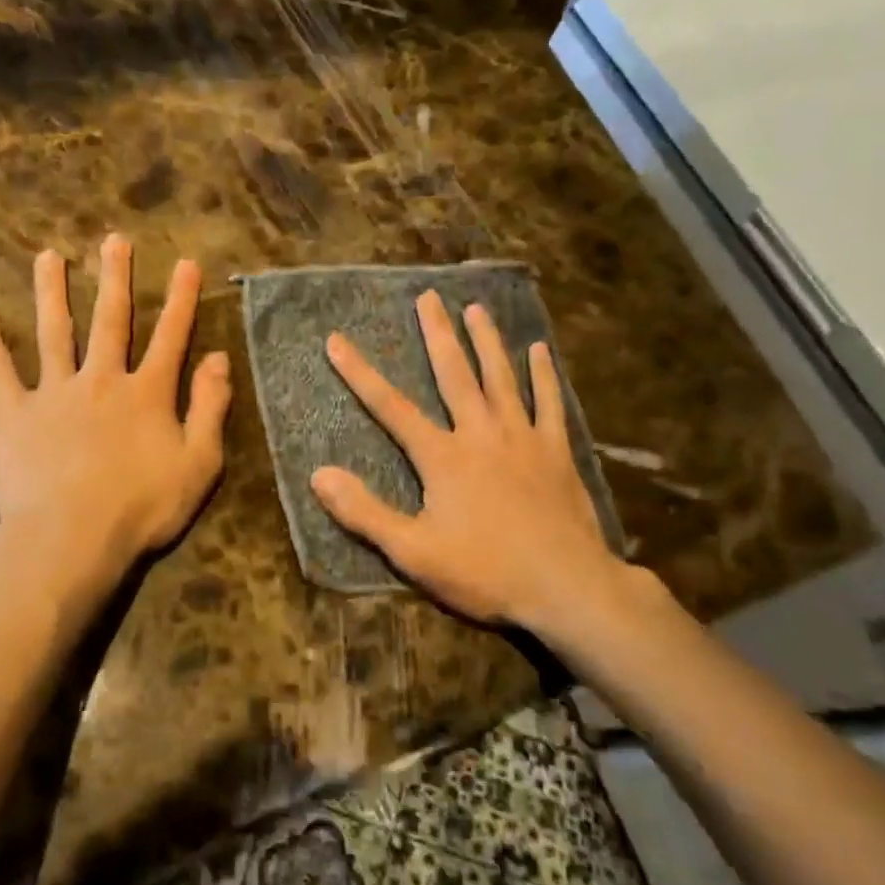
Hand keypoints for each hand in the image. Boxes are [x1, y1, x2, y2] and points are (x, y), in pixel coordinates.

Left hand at [0, 234, 230, 591]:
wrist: (72, 537)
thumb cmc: (142, 507)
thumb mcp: (199, 463)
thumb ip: (210, 407)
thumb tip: (219, 358)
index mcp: (147, 393)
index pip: (171, 336)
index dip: (182, 299)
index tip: (187, 263)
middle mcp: (102, 379)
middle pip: (111, 320)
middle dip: (115, 278)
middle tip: (114, 241)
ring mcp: (55, 392)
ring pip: (54, 331)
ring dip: (52, 292)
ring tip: (48, 256)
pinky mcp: (15, 413)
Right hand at [310, 291, 645, 633]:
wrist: (565, 587)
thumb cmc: (485, 571)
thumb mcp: (413, 551)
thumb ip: (364, 512)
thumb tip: (318, 475)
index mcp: (443, 457)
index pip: (390, 407)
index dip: (359, 373)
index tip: (336, 340)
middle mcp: (481, 434)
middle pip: (454, 375)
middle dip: (437, 334)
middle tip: (428, 297)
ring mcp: (523, 439)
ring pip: (501, 379)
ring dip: (487, 342)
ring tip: (476, 308)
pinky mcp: (556, 452)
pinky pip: (549, 403)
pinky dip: (543, 375)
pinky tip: (539, 350)